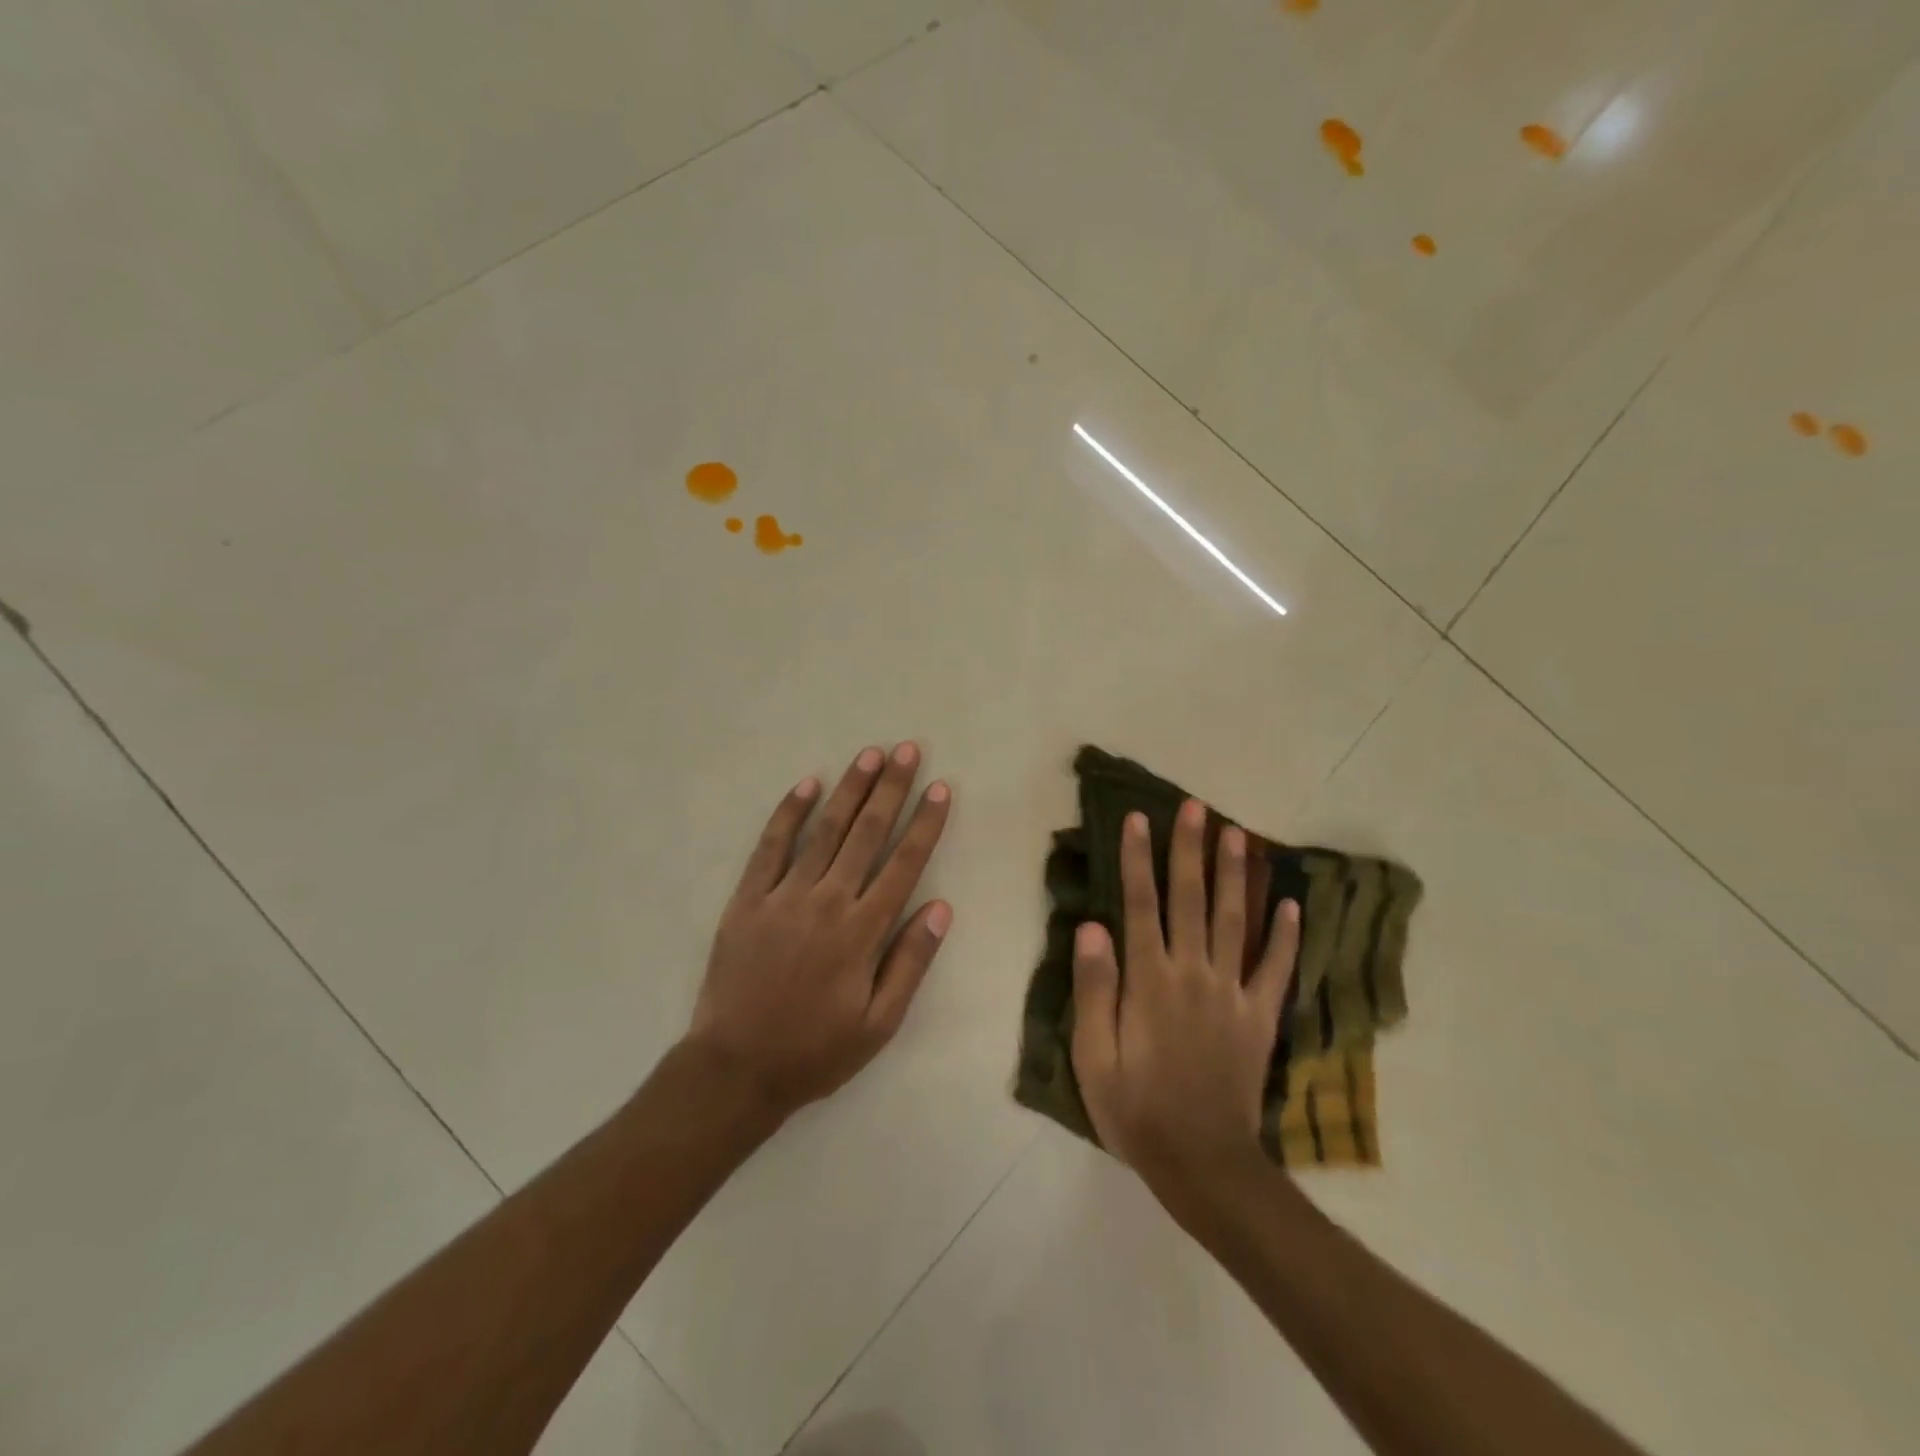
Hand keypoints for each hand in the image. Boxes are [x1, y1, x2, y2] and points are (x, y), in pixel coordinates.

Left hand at [687, 743, 952, 1117]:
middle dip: (891, 788)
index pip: (905, 863)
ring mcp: (784, 896)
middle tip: (907, 749)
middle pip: (867, 833)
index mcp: (863, 931)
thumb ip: (911, 962)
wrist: (735, 1069)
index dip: (925, 823)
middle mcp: (827, 902)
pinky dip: (788, 814)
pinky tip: (806, 785)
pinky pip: (770, 847)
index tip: (940, 788)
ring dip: (849, 790)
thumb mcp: (879, 1023)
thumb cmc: (816, 1051)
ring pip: (824, 830)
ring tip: (869, 755)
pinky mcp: (747, 900)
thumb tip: (941, 907)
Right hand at [1070, 799, 1298, 1191]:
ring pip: (1234, 920)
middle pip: (1190, 899)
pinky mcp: (1260, 1017)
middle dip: (1190, 849)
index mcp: (1149, 979)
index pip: (1140, 904)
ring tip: (1238, 834)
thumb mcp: (1093, 1056)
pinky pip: (1276, 969)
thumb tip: (1091, 927)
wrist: (1203, 1164)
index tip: (1138, 818)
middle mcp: (1193, 973)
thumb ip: (1094, 989)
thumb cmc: (1136, 1109)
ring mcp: (1232, 992)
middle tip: (1195, 807)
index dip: (1138, 858)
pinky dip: (1285, 936)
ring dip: (1234, 875)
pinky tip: (1293, 905)